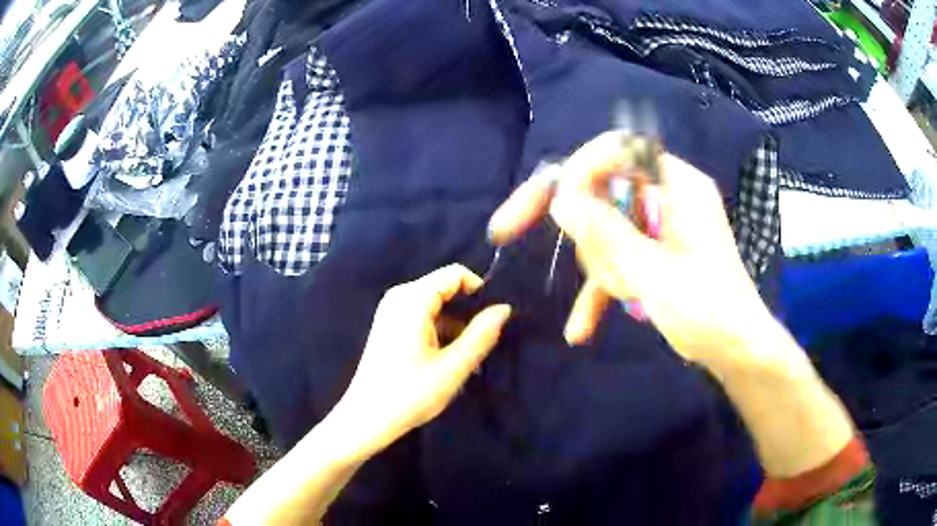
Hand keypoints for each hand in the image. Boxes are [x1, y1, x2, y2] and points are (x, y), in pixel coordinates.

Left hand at [334, 264, 510, 453]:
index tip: (492, 320)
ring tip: (467, 358)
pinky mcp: (389, 326)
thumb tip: (504, 308)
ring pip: (436, 304)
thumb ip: (481, 334)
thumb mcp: (453, 366)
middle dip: (467, 311)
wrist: (366, 419)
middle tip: (482, 343)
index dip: (479, 291)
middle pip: (445, 288)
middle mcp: (399, 296)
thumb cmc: (410, 394)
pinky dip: (439, 331)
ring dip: (455, 325)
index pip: (455, 274)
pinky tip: (447, 360)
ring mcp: (391, 311)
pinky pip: (422, 316)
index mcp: (412, 299)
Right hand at [488, 132, 774, 371]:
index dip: (580, 170)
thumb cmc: (708, 311)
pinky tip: (581, 330)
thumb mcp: (653, 273)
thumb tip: (561, 199)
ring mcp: (660, 226)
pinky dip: (602, 290)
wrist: (736, 351)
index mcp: (676, 185)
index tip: (552, 206)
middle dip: (591, 237)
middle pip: (604, 192)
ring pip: (606, 231)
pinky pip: (617, 259)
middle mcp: (667, 196)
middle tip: (592, 273)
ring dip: (603, 269)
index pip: (617, 151)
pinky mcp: (655, 253)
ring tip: (628, 301)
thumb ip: (606, 233)